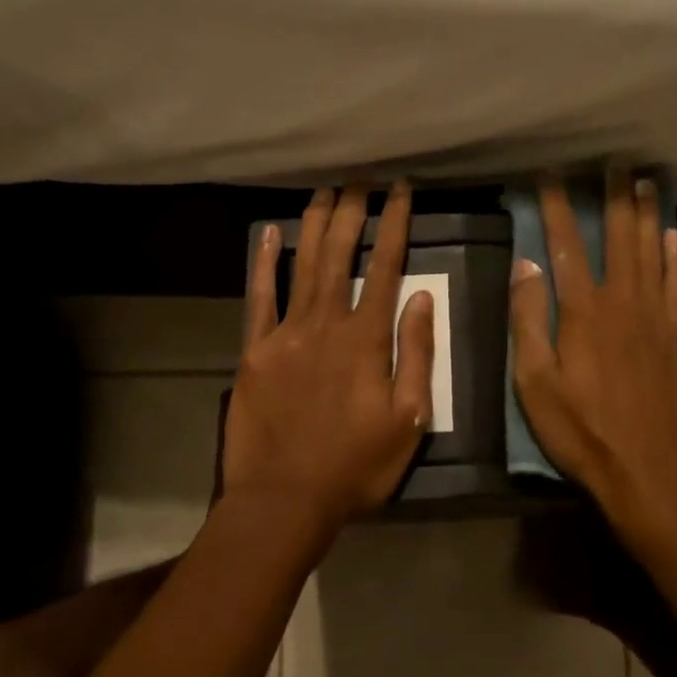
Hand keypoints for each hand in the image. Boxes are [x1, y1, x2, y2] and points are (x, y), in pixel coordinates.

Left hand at [222, 183, 434, 526]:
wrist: (285, 499)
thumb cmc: (356, 465)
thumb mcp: (408, 418)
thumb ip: (416, 354)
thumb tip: (421, 298)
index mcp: (367, 339)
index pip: (386, 267)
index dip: (395, 224)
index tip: (401, 190)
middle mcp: (326, 323)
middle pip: (340, 254)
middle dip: (352, 210)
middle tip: (360, 177)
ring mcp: (286, 334)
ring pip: (303, 265)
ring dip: (314, 224)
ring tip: (324, 189)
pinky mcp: (255, 351)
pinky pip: (259, 298)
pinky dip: (264, 263)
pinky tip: (269, 233)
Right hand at [510, 171, 676, 552]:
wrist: (649, 473)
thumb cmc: (582, 432)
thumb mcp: (534, 383)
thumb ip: (527, 320)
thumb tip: (524, 265)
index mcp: (584, 311)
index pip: (565, 245)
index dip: (555, 206)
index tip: (549, 173)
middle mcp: (624, 301)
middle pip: (619, 236)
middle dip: (613, 196)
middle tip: (614, 161)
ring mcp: (658, 317)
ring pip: (653, 251)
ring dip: (646, 214)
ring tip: (645, 182)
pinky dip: (676, 256)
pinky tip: (673, 236)